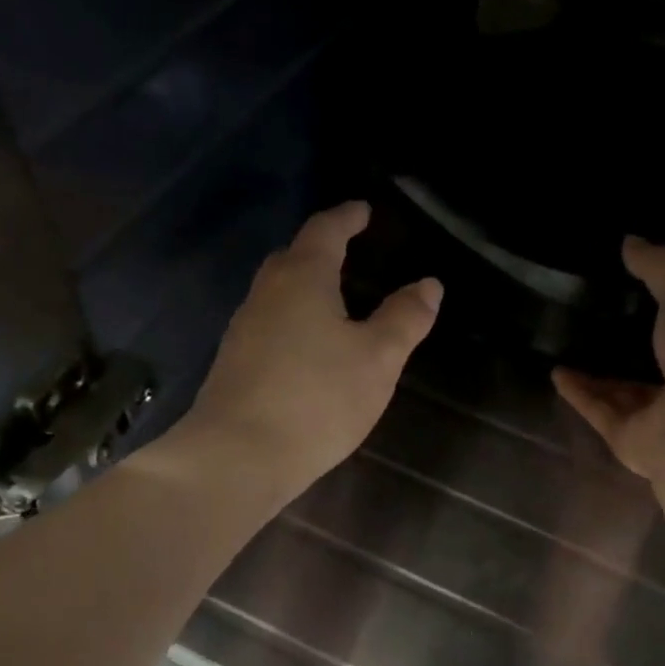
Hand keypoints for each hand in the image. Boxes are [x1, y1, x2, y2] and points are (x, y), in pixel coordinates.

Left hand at [176, 201, 441, 499]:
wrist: (238, 455)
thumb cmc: (318, 398)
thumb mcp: (378, 358)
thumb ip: (405, 318)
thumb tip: (429, 284)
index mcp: (302, 278)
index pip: (325, 231)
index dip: (347, 217)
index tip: (363, 210)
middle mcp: (266, 293)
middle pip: (293, 257)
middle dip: (321, 249)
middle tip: (349, 251)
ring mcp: (243, 329)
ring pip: (278, 293)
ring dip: (305, 287)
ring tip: (334, 300)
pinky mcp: (234, 363)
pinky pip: (269, 325)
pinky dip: (293, 320)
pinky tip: (308, 347)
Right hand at [553, 237, 664, 480]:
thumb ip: (662, 269)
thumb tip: (630, 240)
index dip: (662, 315)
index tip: (633, 294)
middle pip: (647, 368)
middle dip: (623, 350)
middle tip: (591, 323)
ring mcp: (654, 419)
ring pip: (619, 394)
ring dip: (594, 376)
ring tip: (565, 348)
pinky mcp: (625, 439)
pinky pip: (597, 411)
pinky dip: (578, 393)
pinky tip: (556, 373)